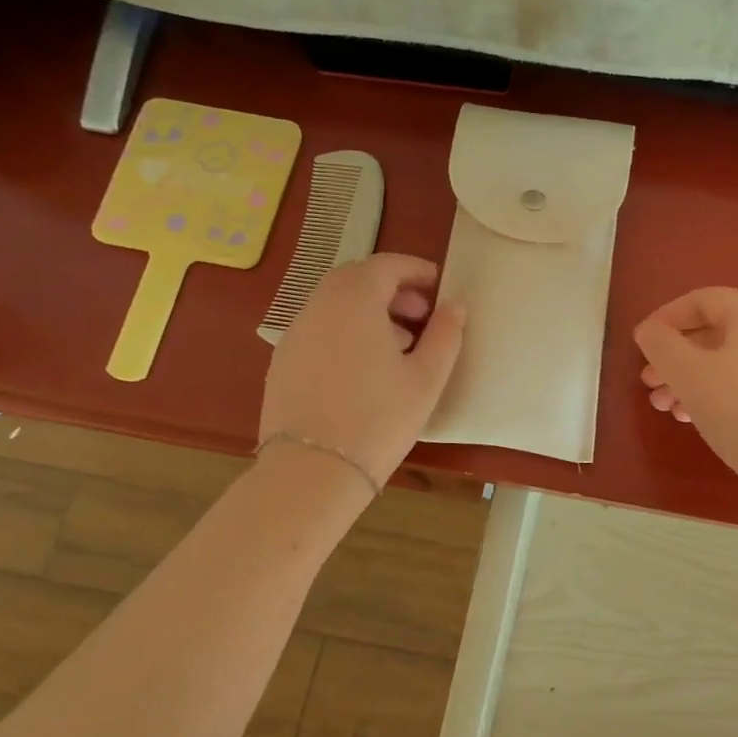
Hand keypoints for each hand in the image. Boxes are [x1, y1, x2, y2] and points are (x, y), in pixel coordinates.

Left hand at [259, 254, 464, 484]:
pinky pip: (320, 330)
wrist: (313, 471)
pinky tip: (365, 369)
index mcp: (354, 301)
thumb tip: (454, 306)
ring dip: (370, 311)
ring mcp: (295, 334)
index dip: (417, 270)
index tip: (440, 288)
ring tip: (399, 346)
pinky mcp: (283, 361)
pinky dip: (346, 332)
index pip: (386, 265)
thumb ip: (445, 335)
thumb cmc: (379, 419)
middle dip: (392, 289)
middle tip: (422, 316)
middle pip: (356, 279)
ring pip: (335, 304)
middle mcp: (318, 306)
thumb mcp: (426, 378)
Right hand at [634, 287, 737, 491]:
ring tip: (670, 411)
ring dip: (695, 381)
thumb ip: (661, 346)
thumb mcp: (689, 375)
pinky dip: (723, 394)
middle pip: (717, 334)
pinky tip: (705, 422)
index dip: (666, 318)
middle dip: (677, 359)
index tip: (642, 345)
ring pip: (733, 363)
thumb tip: (651, 330)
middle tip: (649, 386)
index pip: (702, 300)